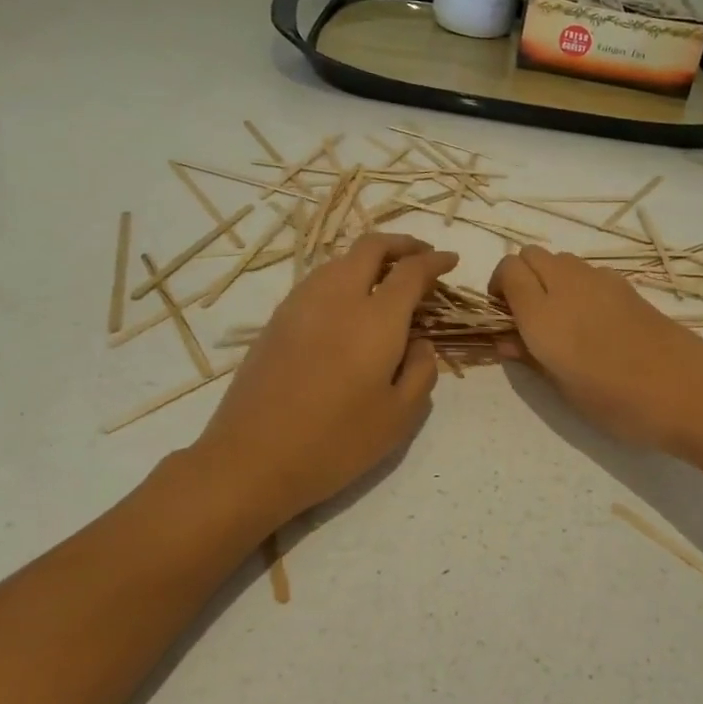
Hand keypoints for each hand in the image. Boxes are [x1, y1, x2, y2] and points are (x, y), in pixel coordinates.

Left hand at [192, 234, 456, 525]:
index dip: (435, 261)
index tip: (451, 261)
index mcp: (375, 318)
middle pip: (370, 247)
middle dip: (402, 244)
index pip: (411, 271)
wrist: (251, 459)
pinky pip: (318, 281)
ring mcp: (300, 305)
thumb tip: (419, 341)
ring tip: (386, 280)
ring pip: (339, 260)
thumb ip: (422, 370)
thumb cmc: (336, 442)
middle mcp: (337, 298)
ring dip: (369, 259)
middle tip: (422, 255)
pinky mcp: (276, 321)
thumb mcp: (400, 416)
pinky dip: (343, 277)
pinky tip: (349, 305)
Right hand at [489, 247, 702, 452]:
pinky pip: (588, 271)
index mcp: (543, 314)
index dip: (499, 287)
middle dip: (521, 276)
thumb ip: (530, 357)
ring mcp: (601, 281)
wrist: (688, 391)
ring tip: (561, 319)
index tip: (504, 316)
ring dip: (550, 278)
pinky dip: (578, 284)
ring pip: (561, 260)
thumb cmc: (617, 401)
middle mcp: (568, 286)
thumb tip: (505, 340)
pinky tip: (594, 321)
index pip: (508, 269)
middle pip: (532, 255)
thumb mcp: (563, 389)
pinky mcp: (627, 285)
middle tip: (527, 316)